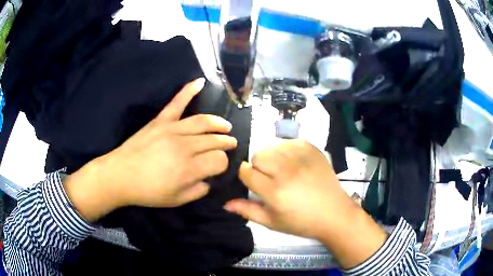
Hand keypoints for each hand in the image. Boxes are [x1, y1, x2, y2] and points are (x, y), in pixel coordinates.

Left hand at [65, 78, 237, 220]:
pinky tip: (200, 81)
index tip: (219, 167)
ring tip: (226, 126)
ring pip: (203, 121)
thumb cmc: (147, 192)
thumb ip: (198, 191)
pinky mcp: (161, 121)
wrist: (120, 176)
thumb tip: (209, 179)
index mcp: (189, 169)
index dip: (223, 164)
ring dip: (218, 123)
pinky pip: (177, 102)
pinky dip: (189, 90)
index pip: (219, 160)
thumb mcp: (176, 200)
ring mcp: (172, 129)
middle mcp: (185, 146)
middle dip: (226, 142)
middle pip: (214, 140)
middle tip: (231, 143)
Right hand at [224, 139, 387, 268]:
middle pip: (258, 155)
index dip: (246, 176)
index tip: (254, 182)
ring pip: (272, 146)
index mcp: (274, 191)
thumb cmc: (301, 222)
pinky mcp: (312, 148)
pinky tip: (294, 162)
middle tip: (270, 178)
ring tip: (282, 169)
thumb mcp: (272, 222)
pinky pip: (289, 141)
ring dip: (272, 157)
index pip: (246, 171)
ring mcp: (301, 156)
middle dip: (258, 166)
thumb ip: (247, 211)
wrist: (334, 213)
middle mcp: (286, 170)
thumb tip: (225, 203)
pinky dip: (286, 150)